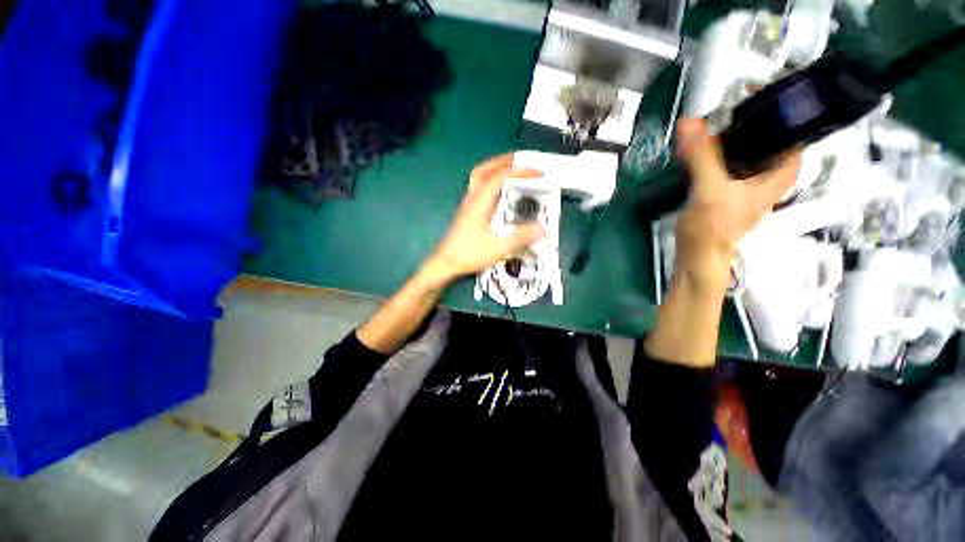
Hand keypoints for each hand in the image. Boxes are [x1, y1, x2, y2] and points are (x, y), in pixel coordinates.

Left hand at [425, 155, 546, 283]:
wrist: (445, 263)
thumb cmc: (469, 254)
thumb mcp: (498, 248)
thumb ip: (520, 237)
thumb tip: (542, 228)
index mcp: (479, 202)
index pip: (500, 177)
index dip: (520, 172)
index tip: (538, 173)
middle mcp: (472, 198)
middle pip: (484, 170)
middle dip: (503, 161)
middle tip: (520, 160)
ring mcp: (467, 204)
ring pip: (478, 178)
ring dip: (494, 169)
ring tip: (510, 171)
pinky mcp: (466, 212)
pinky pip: (478, 188)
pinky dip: (490, 182)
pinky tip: (498, 193)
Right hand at [675, 118, 800, 290]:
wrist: (697, 255)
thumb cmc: (714, 229)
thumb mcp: (711, 190)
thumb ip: (702, 156)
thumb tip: (688, 122)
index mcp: (782, 170)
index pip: (792, 126)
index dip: (777, 104)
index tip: (750, 90)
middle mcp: (770, 170)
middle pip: (767, 132)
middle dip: (747, 115)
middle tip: (725, 101)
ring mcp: (747, 177)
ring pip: (745, 144)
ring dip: (728, 131)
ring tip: (710, 118)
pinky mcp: (726, 183)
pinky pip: (726, 156)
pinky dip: (714, 147)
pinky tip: (700, 142)